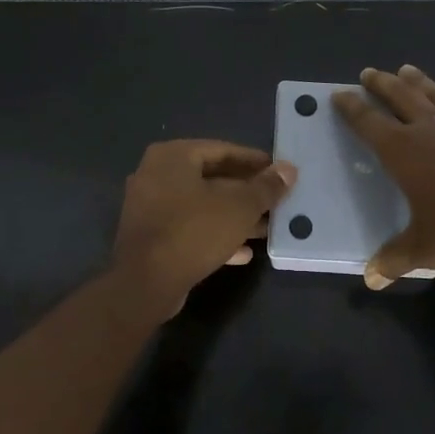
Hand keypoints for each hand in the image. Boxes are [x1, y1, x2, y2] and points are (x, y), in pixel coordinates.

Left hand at [110, 140, 296, 314]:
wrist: (145, 283)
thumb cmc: (193, 232)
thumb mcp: (239, 207)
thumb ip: (266, 187)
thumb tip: (289, 169)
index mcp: (173, 156)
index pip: (222, 150)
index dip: (255, 161)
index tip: (279, 172)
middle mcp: (156, 175)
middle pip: (211, 178)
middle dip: (246, 192)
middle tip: (276, 201)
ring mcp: (149, 207)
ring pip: (201, 206)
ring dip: (233, 217)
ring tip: (266, 228)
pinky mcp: (150, 237)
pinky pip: (188, 228)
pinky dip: (214, 235)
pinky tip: (243, 252)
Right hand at [334, 65, 434, 288]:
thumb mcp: (425, 249)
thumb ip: (395, 259)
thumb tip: (371, 278)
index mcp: (404, 153)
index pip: (369, 122)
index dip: (352, 108)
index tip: (339, 94)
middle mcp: (429, 131)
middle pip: (400, 97)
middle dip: (381, 84)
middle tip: (369, 72)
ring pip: (433, 96)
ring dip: (416, 82)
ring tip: (406, 70)